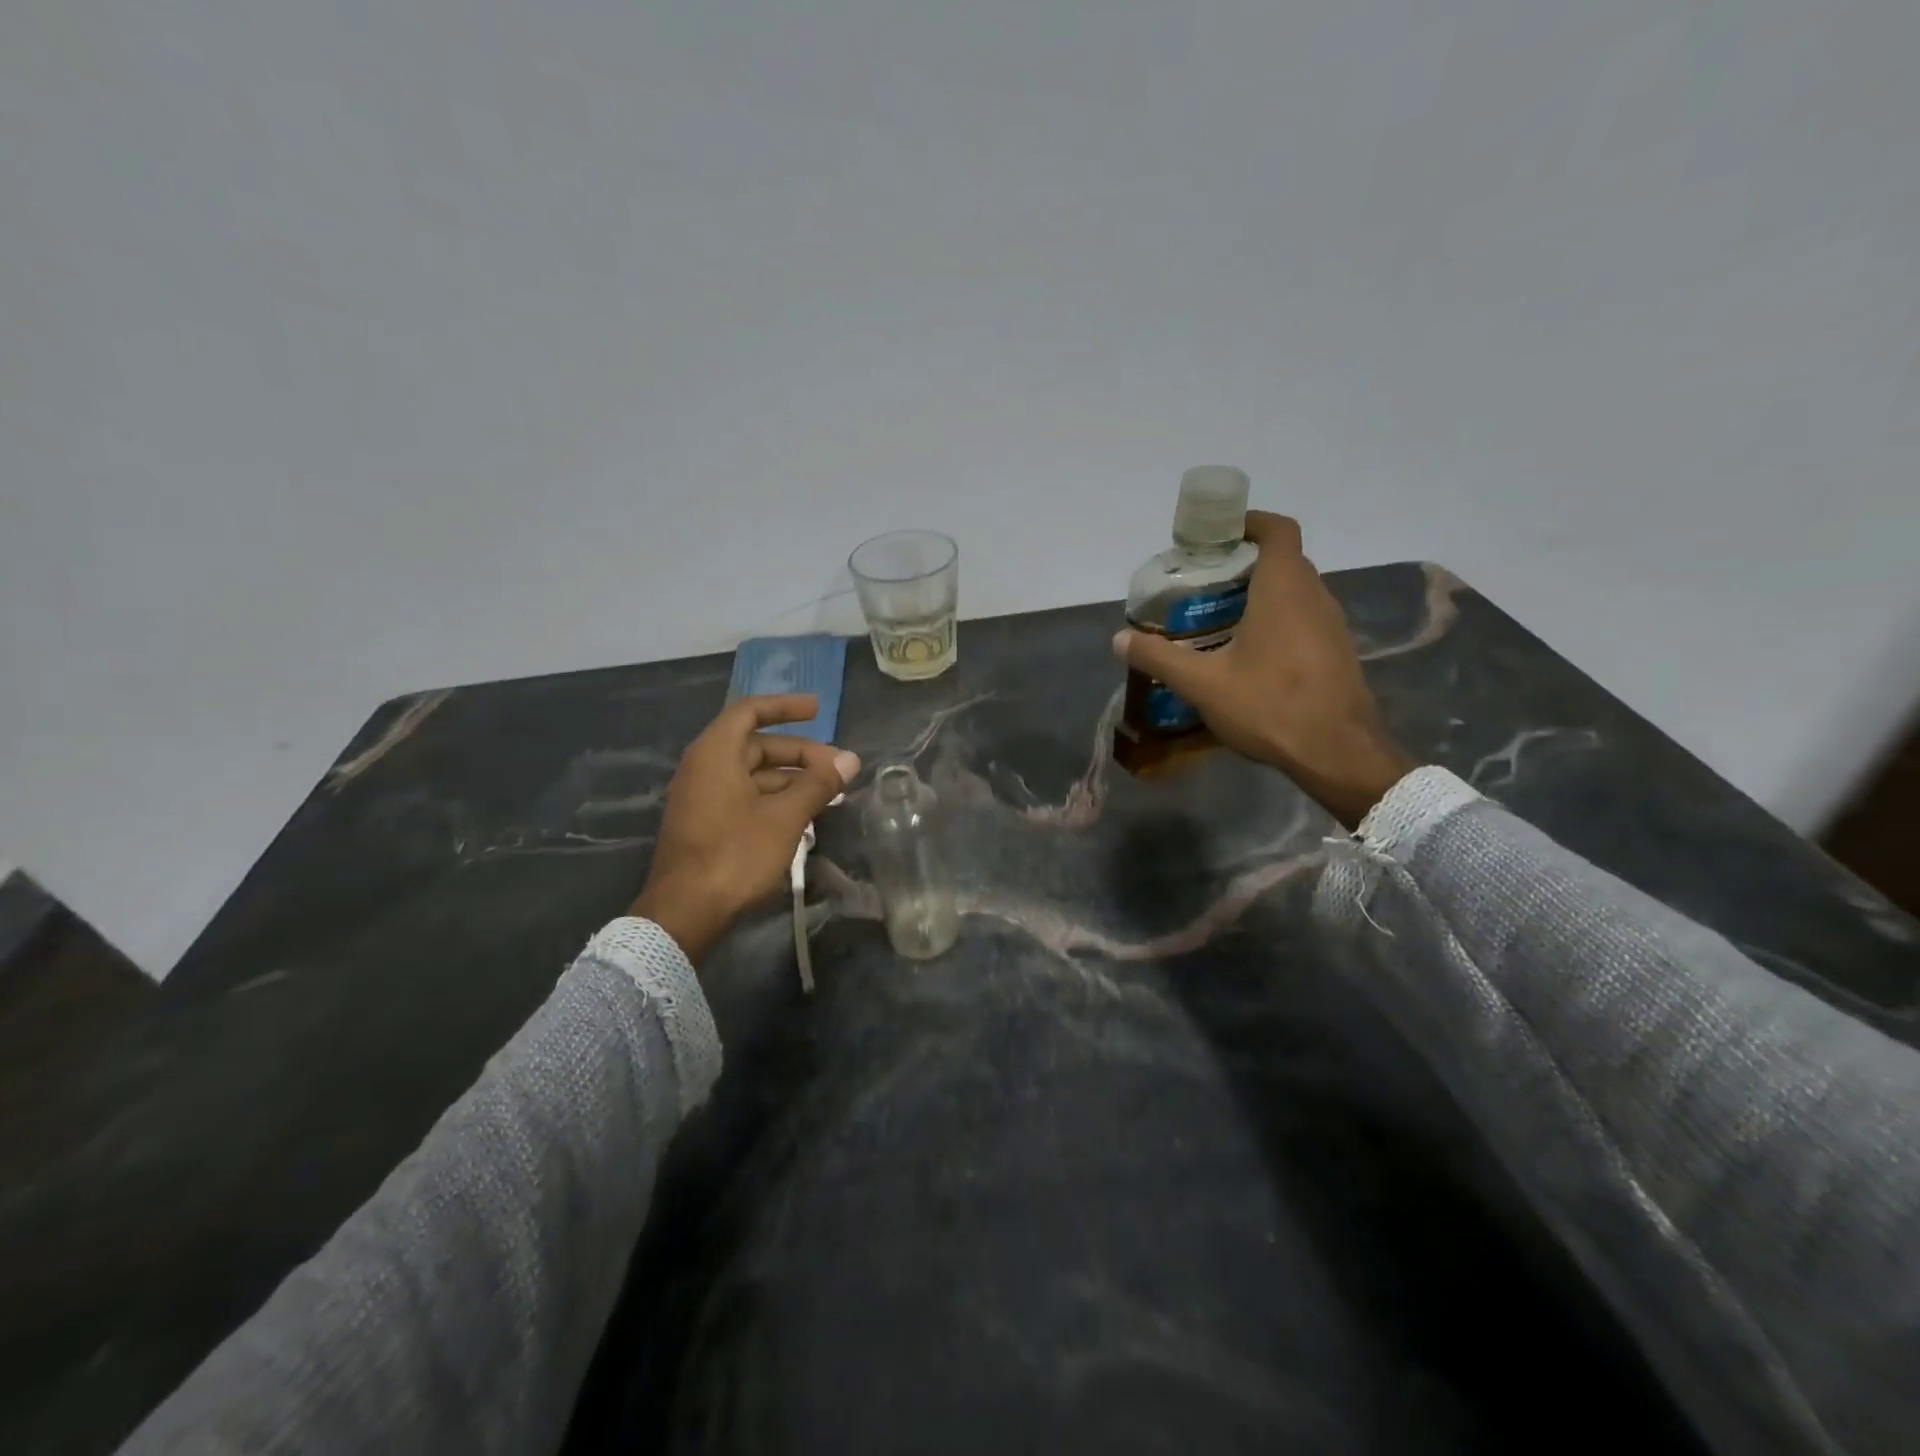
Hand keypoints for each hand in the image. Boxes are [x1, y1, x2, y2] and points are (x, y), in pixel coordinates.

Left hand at [632, 695, 859, 962]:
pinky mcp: (705, 823)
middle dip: (799, 753)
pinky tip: (802, 815)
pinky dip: (774, 797)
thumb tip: (850, 759)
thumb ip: (818, 784)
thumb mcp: (785, 817)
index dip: (785, 707)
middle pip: (756, 745)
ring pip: (752, 774)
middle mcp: (704, 767)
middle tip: (836, 767)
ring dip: (790, 778)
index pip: (750, 711)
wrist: (684, 912)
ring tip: (828, 792)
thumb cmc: (735, 854)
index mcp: (715, 754)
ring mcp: (702, 797)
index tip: (818, 709)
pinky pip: (744, 795)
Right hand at [1112, 512, 1414, 827]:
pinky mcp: (1338, 651)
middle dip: (1246, 562)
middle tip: (1206, 581)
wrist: (1338, 753)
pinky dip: (1278, 619)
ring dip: (1263, 593)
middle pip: (1284, 560)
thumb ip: (1159, 657)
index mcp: (1284, 589)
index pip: (1278, 530)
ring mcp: (1332, 625)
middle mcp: (1315, 596)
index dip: (1250, 522)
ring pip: (1296, 591)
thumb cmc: (1270, 706)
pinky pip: (1305, 618)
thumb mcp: (1202, 684)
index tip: (1218, 533)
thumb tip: (1119, 639)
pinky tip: (1251, 653)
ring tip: (1221, 616)